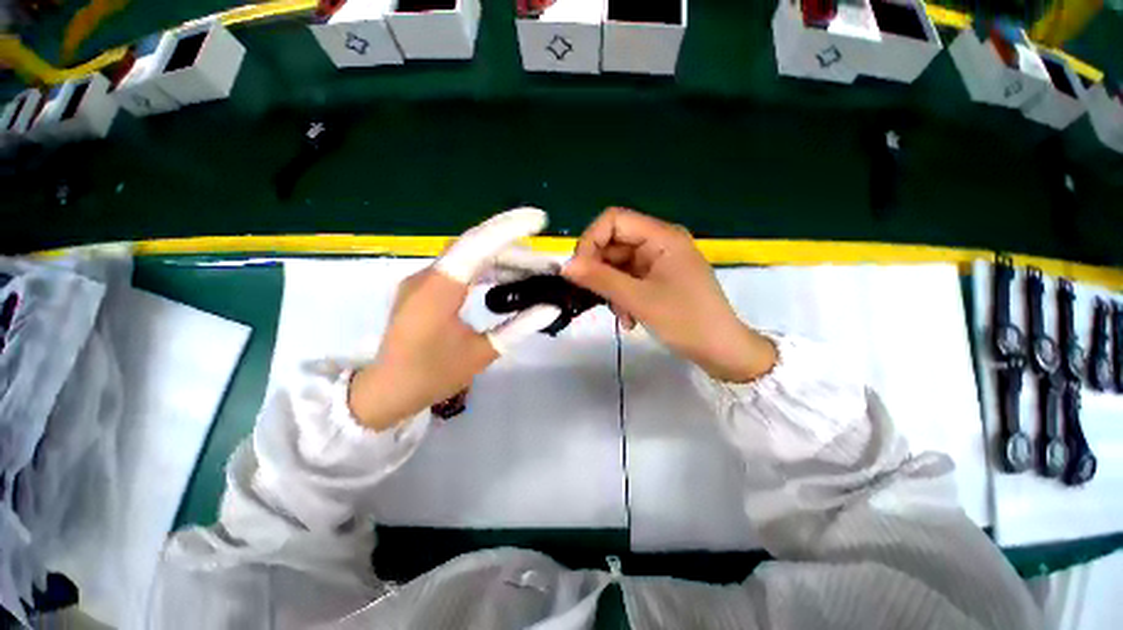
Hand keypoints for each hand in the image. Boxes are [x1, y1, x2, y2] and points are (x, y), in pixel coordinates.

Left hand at [348, 208, 561, 430]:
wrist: (388, 390)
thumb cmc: (433, 375)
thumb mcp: (482, 353)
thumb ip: (519, 327)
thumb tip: (552, 307)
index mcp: (438, 290)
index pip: (476, 245)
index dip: (509, 228)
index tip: (540, 220)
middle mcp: (428, 276)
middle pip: (476, 246)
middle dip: (515, 248)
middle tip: (547, 263)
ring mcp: (425, 279)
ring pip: (470, 255)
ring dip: (503, 259)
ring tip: (535, 271)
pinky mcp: (427, 286)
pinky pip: (463, 268)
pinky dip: (489, 269)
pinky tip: (509, 278)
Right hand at [563, 208, 775, 382]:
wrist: (722, 351)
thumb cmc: (685, 321)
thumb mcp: (638, 299)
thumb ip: (600, 279)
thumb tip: (565, 266)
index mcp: (662, 236)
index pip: (613, 220)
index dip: (590, 241)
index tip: (578, 271)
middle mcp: (660, 242)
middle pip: (614, 243)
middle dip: (601, 272)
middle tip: (597, 297)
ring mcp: (660, 261)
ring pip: (618, 265)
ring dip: (612, 289)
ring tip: (622, 316)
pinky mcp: (659, 278)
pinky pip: (629, 279)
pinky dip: (623, 296)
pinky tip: (630, 318)